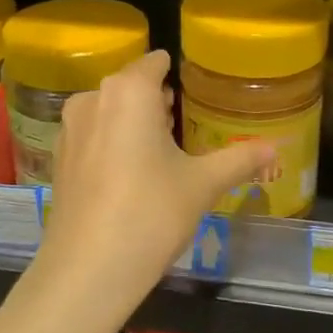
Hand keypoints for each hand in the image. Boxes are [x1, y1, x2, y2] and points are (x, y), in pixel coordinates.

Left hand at [35, 50, 274, 330]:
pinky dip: (112, 144)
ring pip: (110, 112)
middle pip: (132, 87)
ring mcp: (70, 129)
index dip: (177, 72)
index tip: (197, 87)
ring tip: (165, 150)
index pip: (155, 63)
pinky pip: (93, 137)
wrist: (88, 270)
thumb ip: (239, 159)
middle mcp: (93, 99)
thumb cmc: (151, 213)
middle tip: (189, 123)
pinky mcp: (58, 160)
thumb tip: (274, 149)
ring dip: (134, 123)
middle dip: (158, 100)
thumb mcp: (202, 185)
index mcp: (129, 91)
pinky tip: (132, 175)